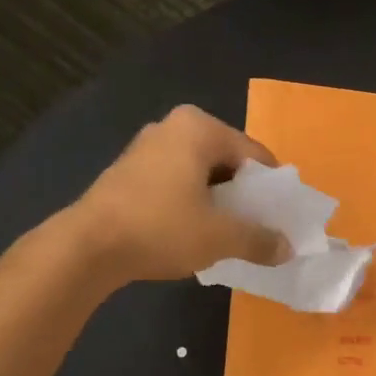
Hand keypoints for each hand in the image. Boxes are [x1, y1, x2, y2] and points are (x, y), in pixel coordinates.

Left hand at [64, 105, 292, 284]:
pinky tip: (193, 231)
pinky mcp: (128, 171)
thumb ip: (259, 239)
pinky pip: (175, 182)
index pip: (254, 154)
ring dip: (217, 200)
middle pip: (227, 161)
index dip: (272, 188)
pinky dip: (190, 202)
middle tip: (257, 227)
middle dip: (244, 194)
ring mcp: (146, 147)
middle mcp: (172, 127)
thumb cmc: (161, 228)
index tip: (281, 217)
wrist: (87, 247)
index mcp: (199, 128)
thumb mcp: (220, 237)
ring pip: (199, 173)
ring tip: (228, 233)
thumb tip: (287, 248)